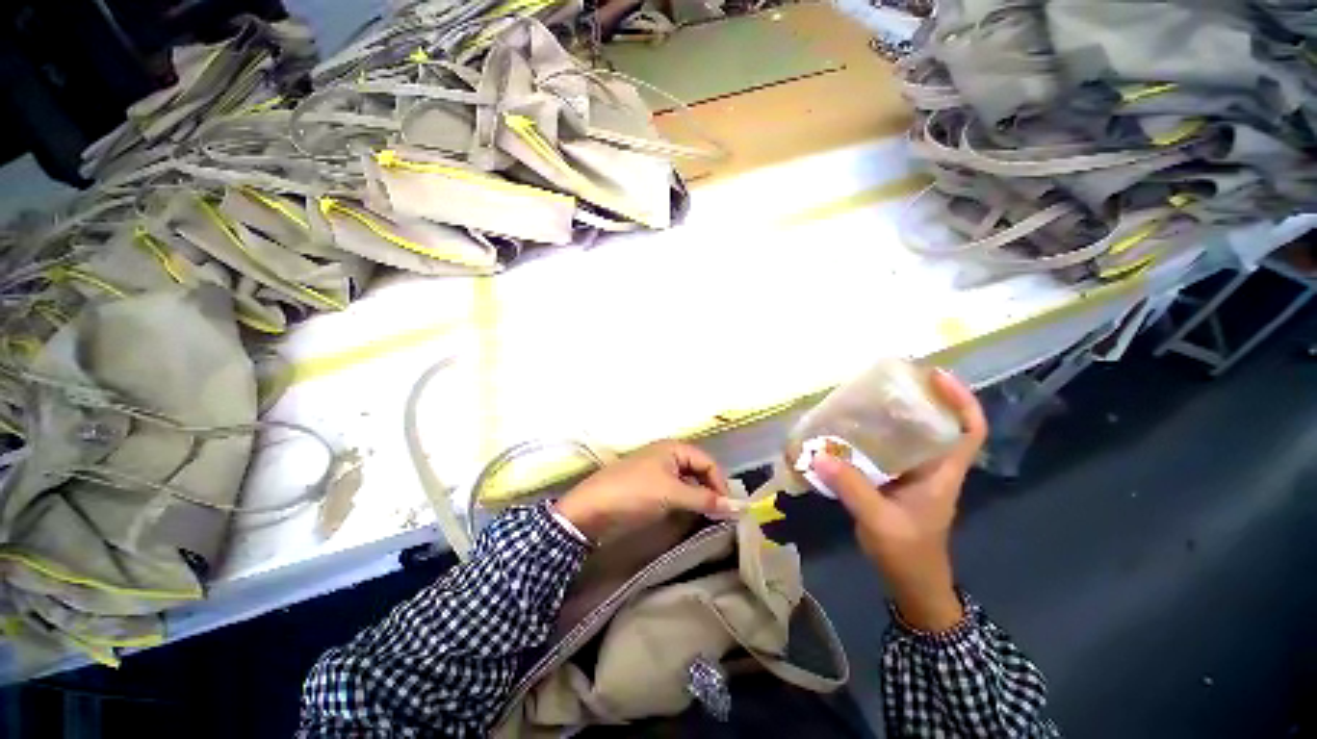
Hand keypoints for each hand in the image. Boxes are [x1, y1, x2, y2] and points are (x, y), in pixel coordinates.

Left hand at [554, 441, 737, 542]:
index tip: (729, 509)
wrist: (591, 510)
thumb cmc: (634, 492)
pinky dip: (686, 504)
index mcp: (674, 448)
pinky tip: (691, 517)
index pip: (708, 462)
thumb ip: (704, 499)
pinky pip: (676, 493)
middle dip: (711, 491)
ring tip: (710, 519)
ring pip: (688, 484)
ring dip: (699, 499)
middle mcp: (668, 456)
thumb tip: (738, 506)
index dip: (720, 484)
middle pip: (699, 472)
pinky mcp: (650, 490)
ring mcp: (658, 473)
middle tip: (722, 516)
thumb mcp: (671, 494)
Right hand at [811, 368, 986, 631]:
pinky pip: (884, 450)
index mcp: (942, 473)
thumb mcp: (880, 520)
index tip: (937, 377)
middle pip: (936, 425)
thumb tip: (818, 454)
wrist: (909, 583)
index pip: (969, 431)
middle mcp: (930, 467)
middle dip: (919, 399)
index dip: (961, 401)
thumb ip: (851, 487)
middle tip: (888, 381)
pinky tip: (847, 431)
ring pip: (908, 436)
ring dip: (892, 417)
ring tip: (864, 399)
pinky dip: (870, 437)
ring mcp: (911, 473)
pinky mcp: (892, 480)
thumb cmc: (908, 553)